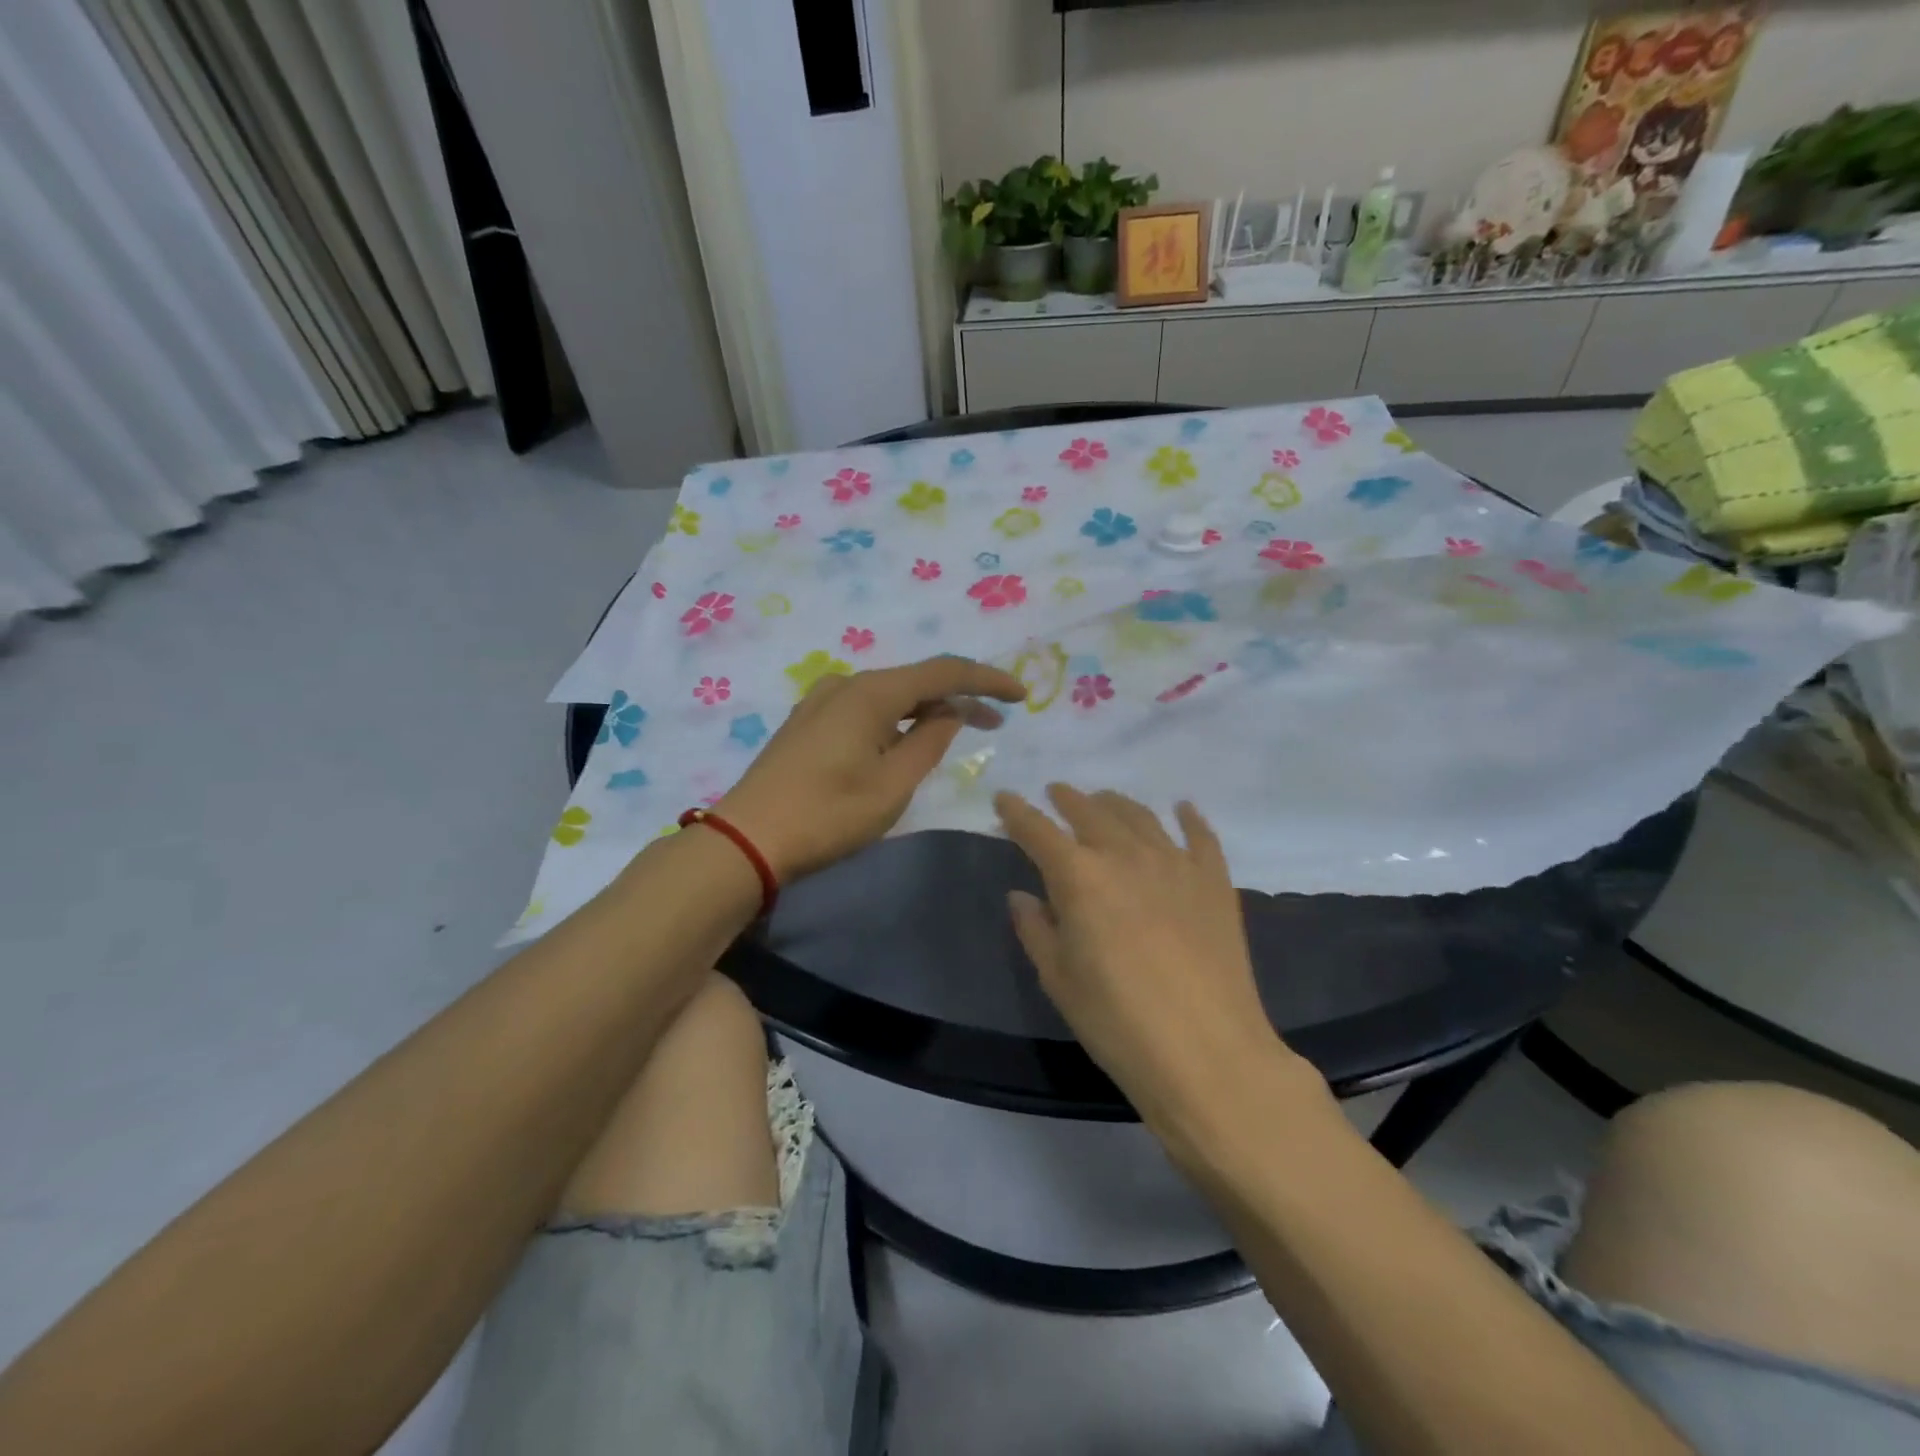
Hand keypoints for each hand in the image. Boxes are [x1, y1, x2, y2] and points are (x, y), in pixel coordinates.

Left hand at [717, 656, 1025, 881]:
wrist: (747, 839)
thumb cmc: (827, 815)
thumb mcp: (892, 785)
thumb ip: (929, 741)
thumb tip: (950, 712)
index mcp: (870, 692)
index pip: (943, 671)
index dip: (986, 680)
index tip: (1020, 695)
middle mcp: (846, 683)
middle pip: (916, 680)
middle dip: (959, 697)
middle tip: (996, 721)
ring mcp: (822, 701)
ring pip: (890, 695)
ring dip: (927, 710)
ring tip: (958, 732)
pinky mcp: (809, 722)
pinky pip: (867, 709)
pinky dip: (897, 719)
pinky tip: (907, 739)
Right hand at [995, 784, 1305, 1124]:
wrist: (1207, 1052)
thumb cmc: (1117, 1021)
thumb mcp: (1058, 979)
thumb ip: (1036, 929)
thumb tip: (1022, 896)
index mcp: (1079, 876)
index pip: (1038, 831)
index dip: (1017, 812)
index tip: (1004, 799)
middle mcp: (1125, 855)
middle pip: (1090, 811)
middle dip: (1067, 799)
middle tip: (1055, 793)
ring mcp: (1175, 863)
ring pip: (1140, 816)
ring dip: (1115, 803)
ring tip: (1104, 800)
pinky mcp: (1214, 881)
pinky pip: (1200, 836)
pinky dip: (1188, 818)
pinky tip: (1182, 809)